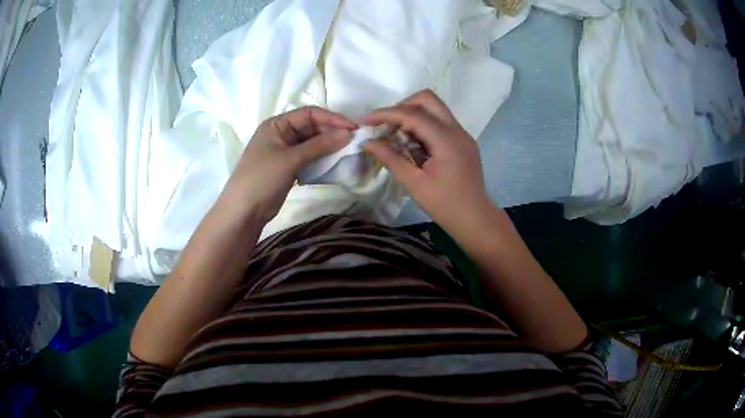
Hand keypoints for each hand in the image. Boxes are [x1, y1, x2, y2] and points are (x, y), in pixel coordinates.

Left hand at [225, 107, 354, 222]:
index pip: (308, 114)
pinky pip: (309, 157)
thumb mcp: (291, 159)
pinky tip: (334, 162)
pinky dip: (321, 158)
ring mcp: (284, 151)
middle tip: (353, 140)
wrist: (244, 211)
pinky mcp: (288, 167)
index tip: (353, 128)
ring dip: (328, 145)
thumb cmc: (262, 178)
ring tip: (347, 150)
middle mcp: (281, 134)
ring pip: (311, 143)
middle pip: (311, 127)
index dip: (331, 118)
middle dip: (331, 132)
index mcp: (277, 124)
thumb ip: (319, 145)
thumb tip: (347, 133)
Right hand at [362, 90, 492, 231]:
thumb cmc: (445, 206)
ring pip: (434, 108)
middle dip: (401, 106)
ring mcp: (462, 134)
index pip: (413, 114)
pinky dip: (423, 124)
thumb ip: (391, 159)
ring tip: (395, 134)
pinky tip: (412, 143)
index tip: (365, 121)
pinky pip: (440, 121)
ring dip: (412, 114)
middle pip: (427, 99)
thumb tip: (367, 143)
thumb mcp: (414, 184)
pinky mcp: (463, 140)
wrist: (475, 219)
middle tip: (385, 125)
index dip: (386, 114)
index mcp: (446, 140)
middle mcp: (457, 130)